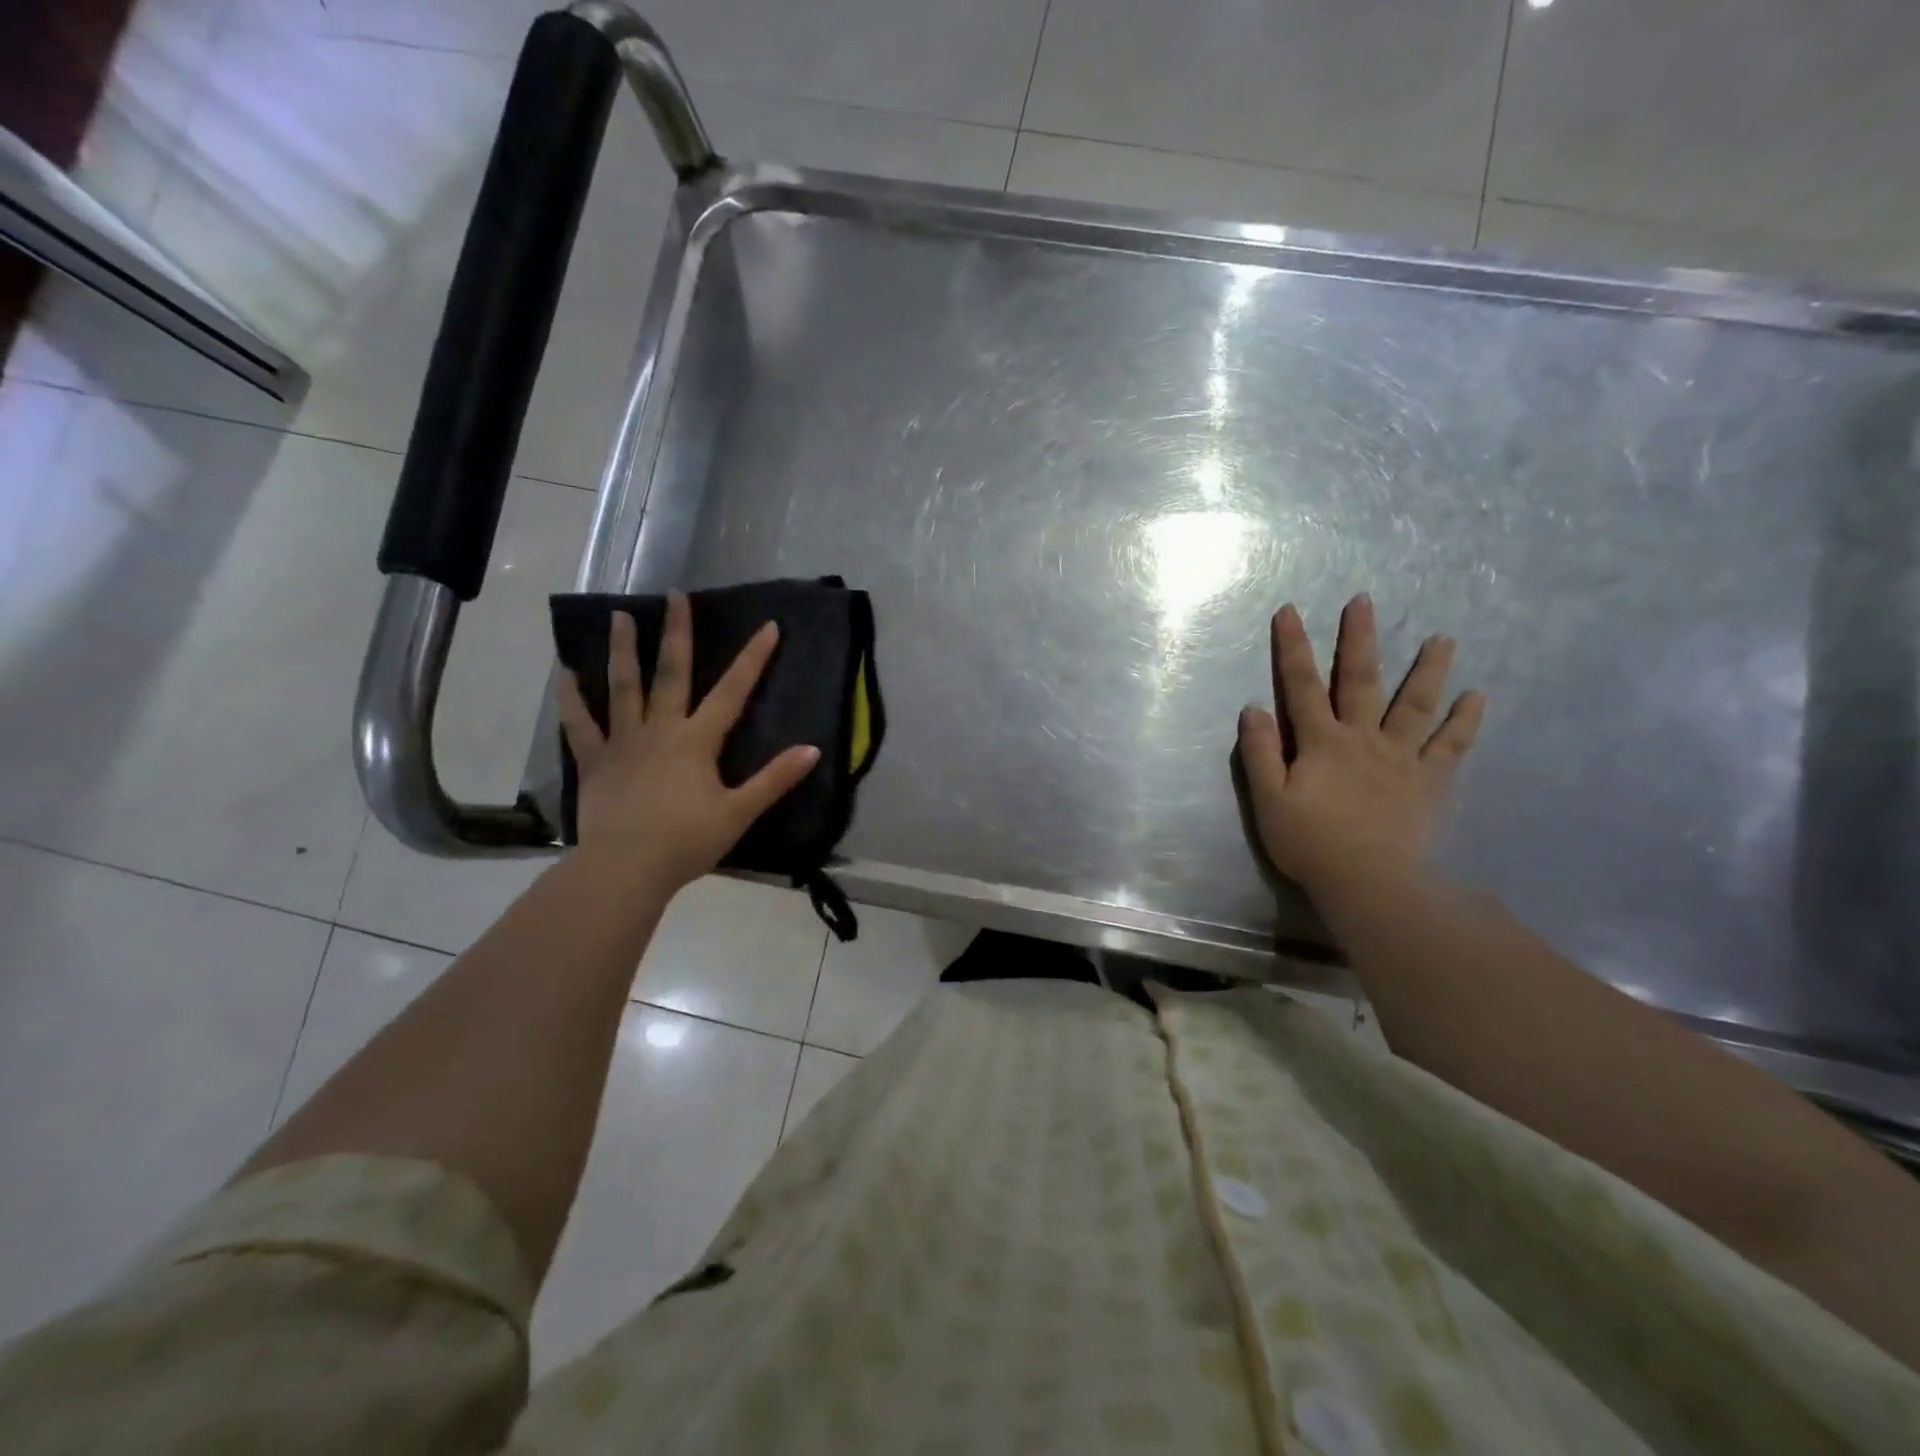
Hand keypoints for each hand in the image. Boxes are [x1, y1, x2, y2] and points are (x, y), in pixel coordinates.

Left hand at [556, 592, 819, 894]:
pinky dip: (571, 698)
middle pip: (672, 673)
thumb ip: (775, 779)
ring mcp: (624, 743)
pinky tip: (564, 673)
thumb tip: (812, 749)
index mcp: (698, 740)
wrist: (626, 868)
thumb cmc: (687, 841)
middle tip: (675, 596)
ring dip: (623, 650)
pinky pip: (581, 725)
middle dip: (678, 633)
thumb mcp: (740, 812)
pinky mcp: (596, 762)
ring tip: (620, 615)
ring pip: (623, 687)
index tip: (768, 626)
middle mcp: (661, 729)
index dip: (753, 658)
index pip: (733, 691)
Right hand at [1237, 594, 1484, 899]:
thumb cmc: (1310, 842)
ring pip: (1416, 704)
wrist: (1368, 881)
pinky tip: (1478, 696)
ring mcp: (1401, 757)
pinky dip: (1465, 720)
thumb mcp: (1268, 800)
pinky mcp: (1429, 781)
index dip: (1293, 647)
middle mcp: (1363, 738)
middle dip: (1359, 640)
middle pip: (1361, 681)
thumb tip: (1254, 708)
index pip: (1302, 685)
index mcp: (1321, 742)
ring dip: (1428, 669)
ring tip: (1443, 638)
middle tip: (1364, 602)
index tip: (1290, 611)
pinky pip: (1451, 746)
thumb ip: (1260, 753)